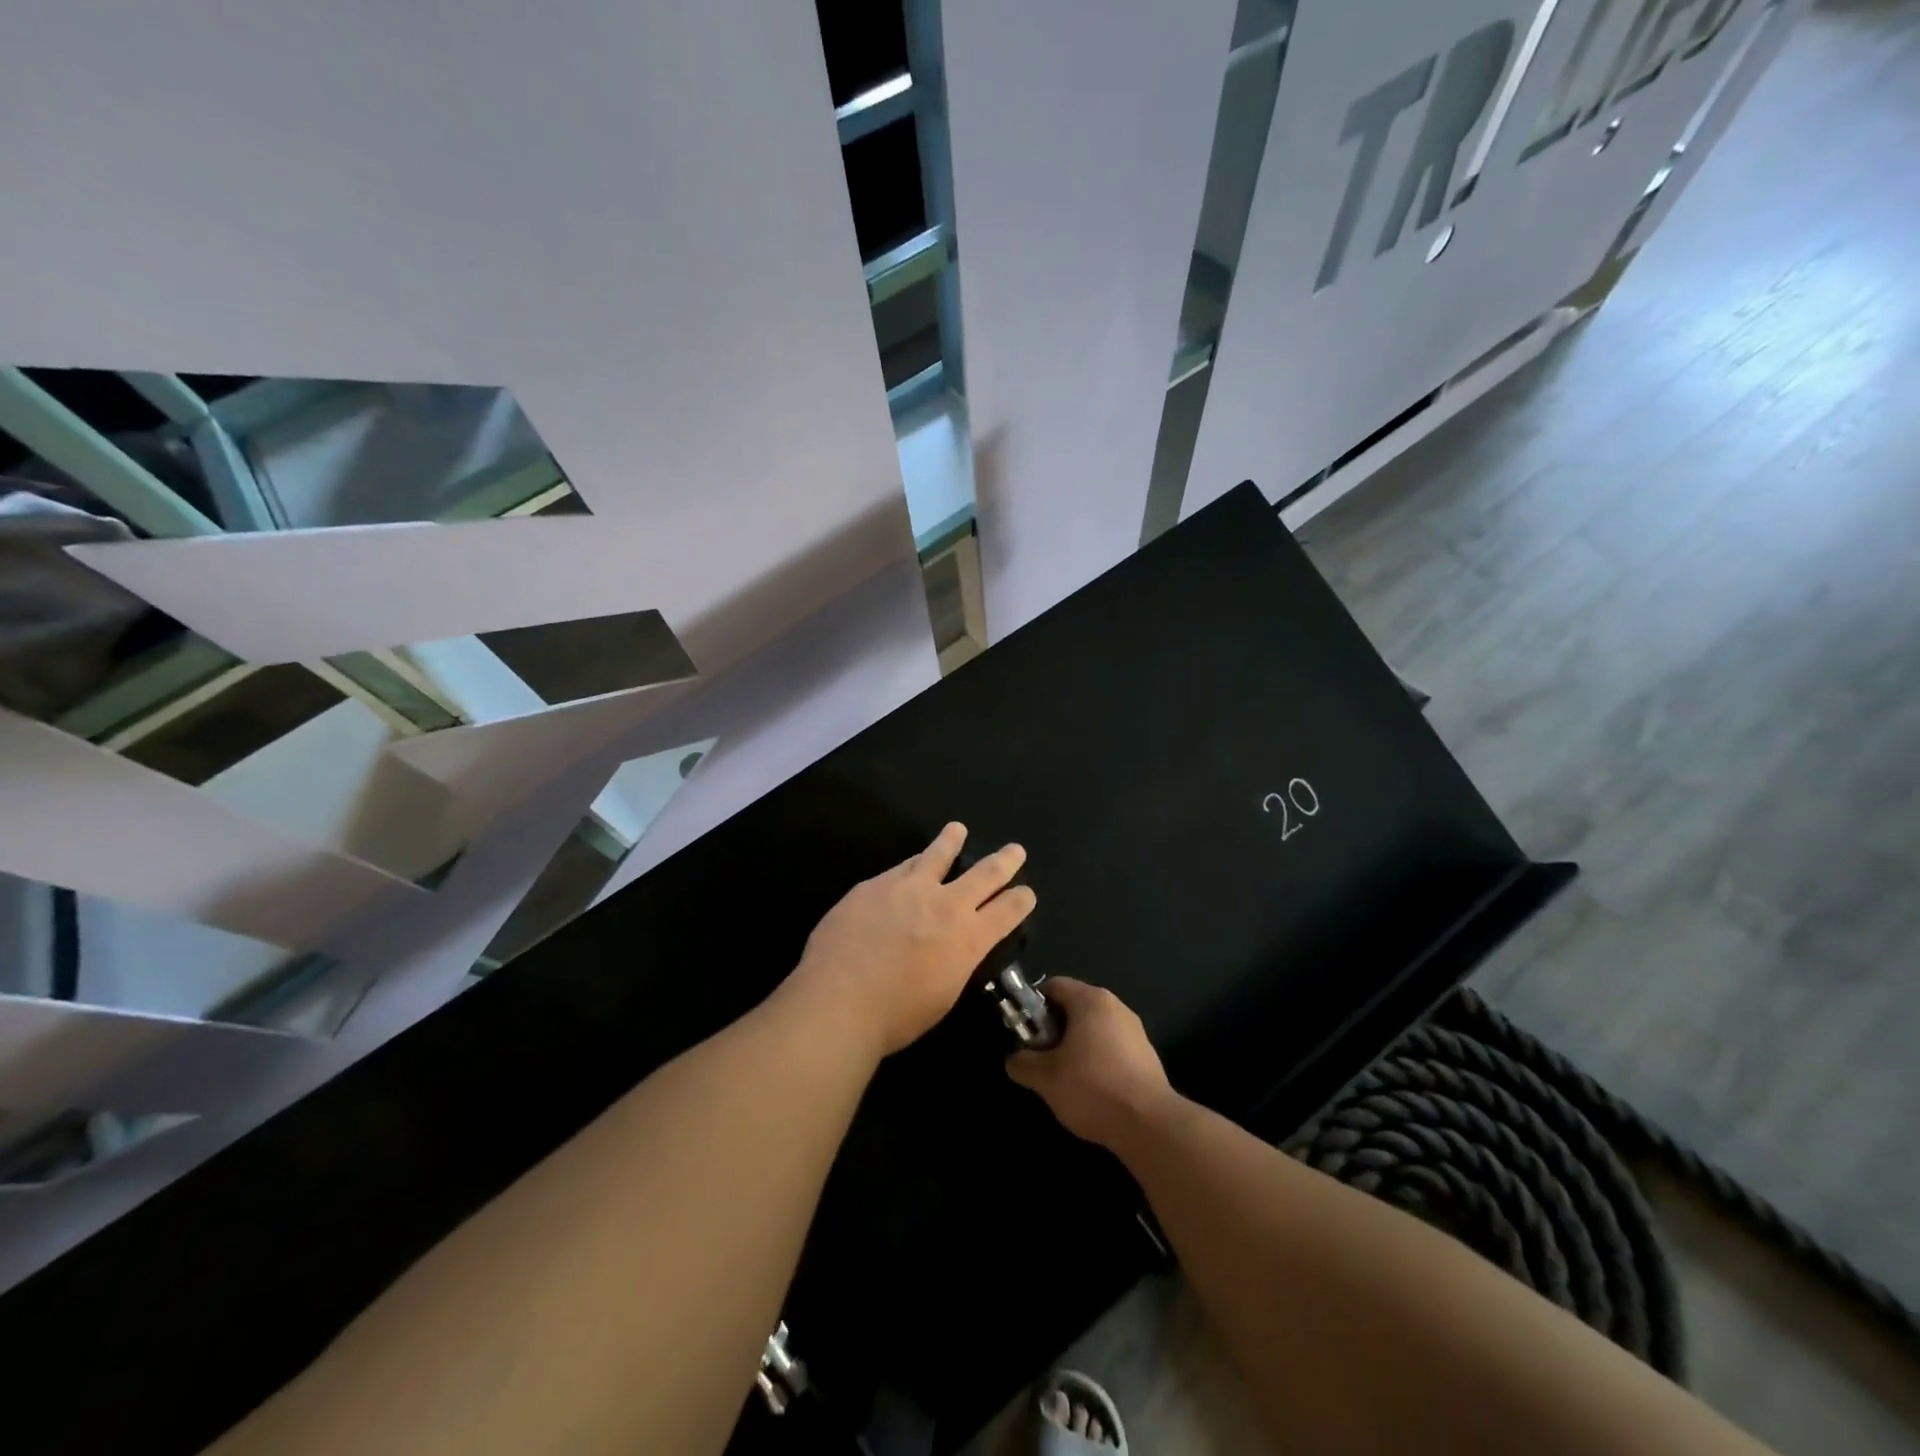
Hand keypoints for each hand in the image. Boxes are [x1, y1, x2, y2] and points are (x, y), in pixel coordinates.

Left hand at [787, 823, 1036, 1057]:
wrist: (839, 1000)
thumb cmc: (895, 1016)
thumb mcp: (943, 995)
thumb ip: (954, 962)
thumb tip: (952, 948)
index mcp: (968, 939)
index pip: (1007, 912)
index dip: (1021, 900)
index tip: (1026, 892)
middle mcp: (945, 905)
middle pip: (984, 874)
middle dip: (1004, 861)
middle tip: (1015, 850)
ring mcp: (908, 888)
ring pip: (936, 855)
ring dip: (950, 841)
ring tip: (956, 829)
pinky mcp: (874, 885)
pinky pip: (900, 868)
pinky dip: (911, 865)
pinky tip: (908, 865)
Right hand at [1006, 978, 1176, 1149]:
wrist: (1149, 1125)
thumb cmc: (1092, 1088)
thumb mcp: (1045, 1078)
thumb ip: (1023, 1063)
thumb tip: (1015, 1060)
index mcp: (1091, 1000)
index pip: (1054, 986)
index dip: (1033, 1006)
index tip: (1025, 1033)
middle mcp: (1115, 1006)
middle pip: (1074, 1006)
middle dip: (1054, 1029)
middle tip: (1042, 1057)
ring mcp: (1135, 1030)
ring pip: (1094, 1028)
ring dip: (1075, 1046)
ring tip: (1065, 1077)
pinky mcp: (1147, 1055)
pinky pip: (1112, 1047)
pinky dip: (1097, 1059)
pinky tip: (1092, 1089)